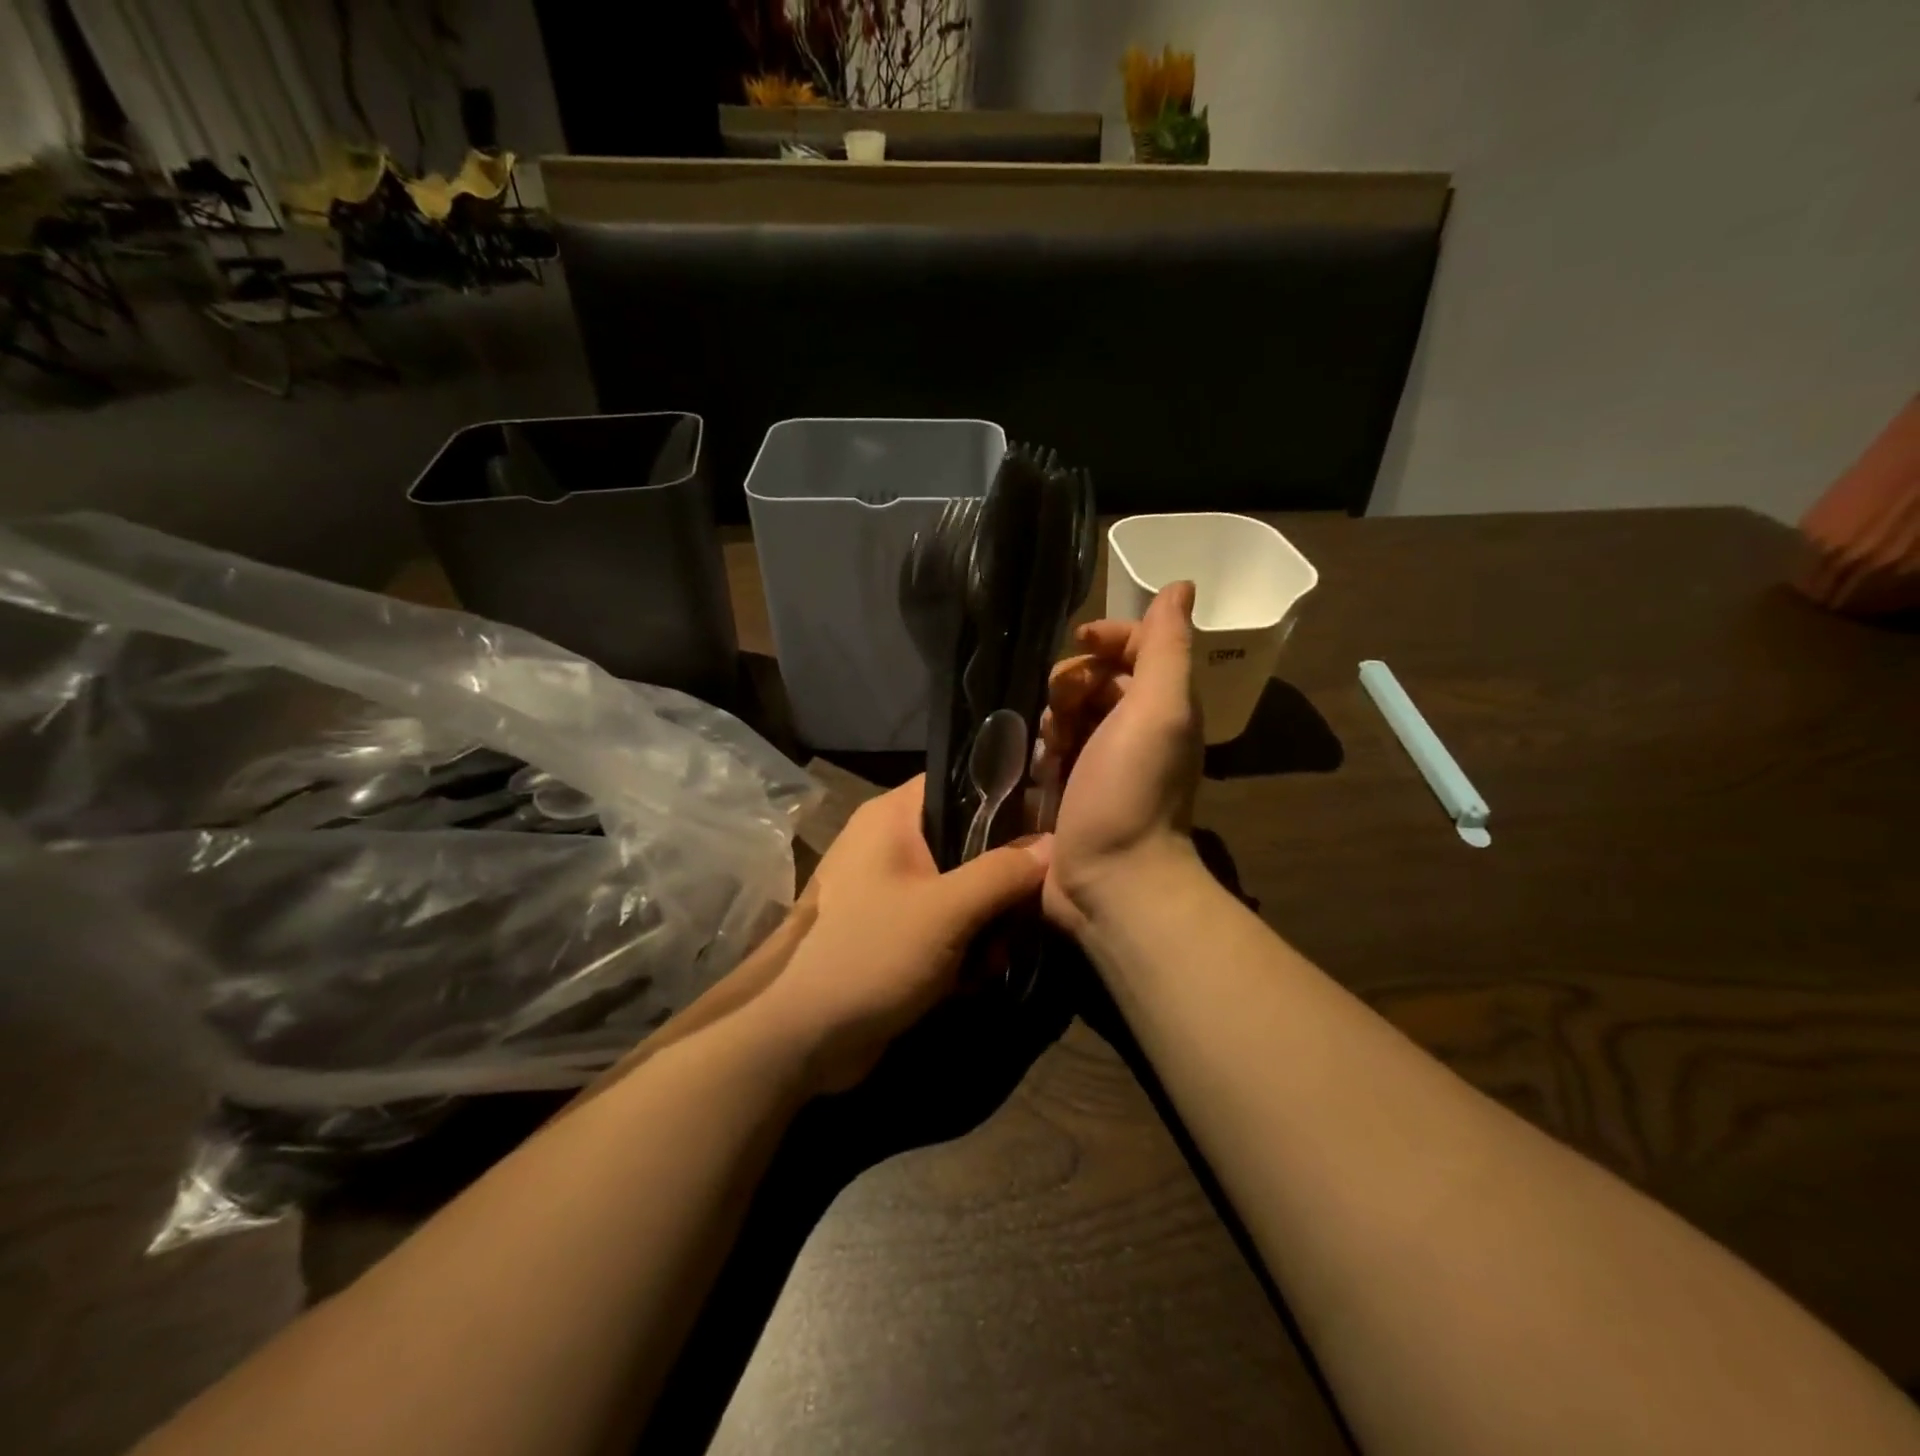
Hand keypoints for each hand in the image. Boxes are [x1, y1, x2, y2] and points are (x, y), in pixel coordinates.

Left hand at [751, 777, 1050, 1093]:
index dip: (1004, 798)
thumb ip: (1005, 872)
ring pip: (958, 887)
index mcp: (892, 817)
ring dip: (985, 921)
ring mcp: (886, 890)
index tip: (1046, 826)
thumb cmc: (873, 952)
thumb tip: (1053, 843)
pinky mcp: (888, 931)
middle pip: (965, 841)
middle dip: (999, 880)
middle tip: (1026, 909)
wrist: (802, 1035)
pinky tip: (974, 977)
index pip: (958, 783)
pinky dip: (961, 945)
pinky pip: (940, 922)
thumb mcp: (949, 909)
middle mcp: (887, 844)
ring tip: (996, 955)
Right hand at [1040, 581, 1203, 933]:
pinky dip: (1042, 751)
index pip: (1135, 649)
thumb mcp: (1160, 709)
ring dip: (1053, 717)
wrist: (1112, 881)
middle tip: (1062, 706)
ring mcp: (1099, 764)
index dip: (1109, 636)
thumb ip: (1166, 647)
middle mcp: (1133, 731)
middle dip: (1074, 682)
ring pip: (1065, 714)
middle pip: (1095, 680)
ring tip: (1049, 744)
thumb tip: (1181, 586)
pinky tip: (1035, 766)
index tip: (1080, 641)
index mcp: (1161, 707)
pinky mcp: (1068, 792)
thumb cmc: (1133, 790)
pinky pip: (1048, 751)